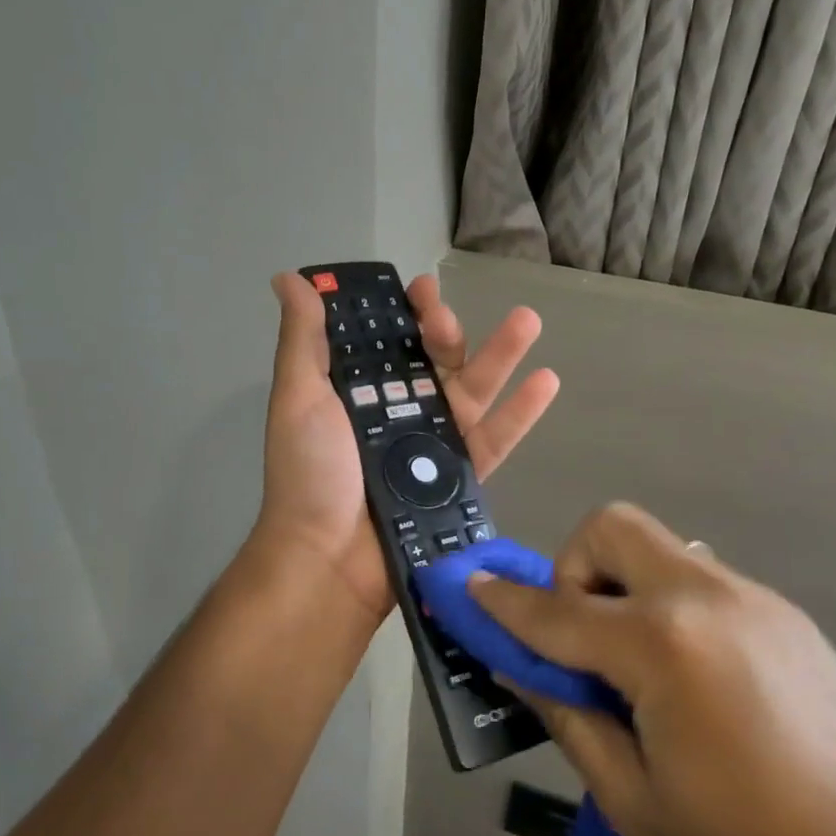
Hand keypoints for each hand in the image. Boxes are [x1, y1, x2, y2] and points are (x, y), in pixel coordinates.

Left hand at [254, 270, 558, 621]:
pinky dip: (522, 412)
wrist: (328, 558)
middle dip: (446, 331)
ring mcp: (433, 444)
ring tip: (527, 321)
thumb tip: (289, 277)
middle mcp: (400, 411)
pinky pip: (496, 439)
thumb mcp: (298, 397)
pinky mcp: (460, 477)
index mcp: (360, 390)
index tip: (420, 288)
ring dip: (501, 355)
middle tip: (445, 317)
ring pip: (474, 392)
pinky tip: (547, 379)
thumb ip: (303, 339)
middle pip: (436, 362)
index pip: (390, 340)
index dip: (406, 312)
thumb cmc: (310, 473)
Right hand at [469, 503, 835, 835]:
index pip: (555, 610)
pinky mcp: (775, 605)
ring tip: (635, 655)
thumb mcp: (630, 795)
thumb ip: (566, 715)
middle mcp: (699, 597)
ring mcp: (745, 593)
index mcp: (659, 646)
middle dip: (574, 566)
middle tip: (582, 632)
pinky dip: (665, 600)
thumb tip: (519, 666)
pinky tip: (687, 665)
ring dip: (620, 581)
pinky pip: (695, 575)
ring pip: (655, 544)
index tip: (472, 587)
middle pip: (610, 527)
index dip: (504, 600)